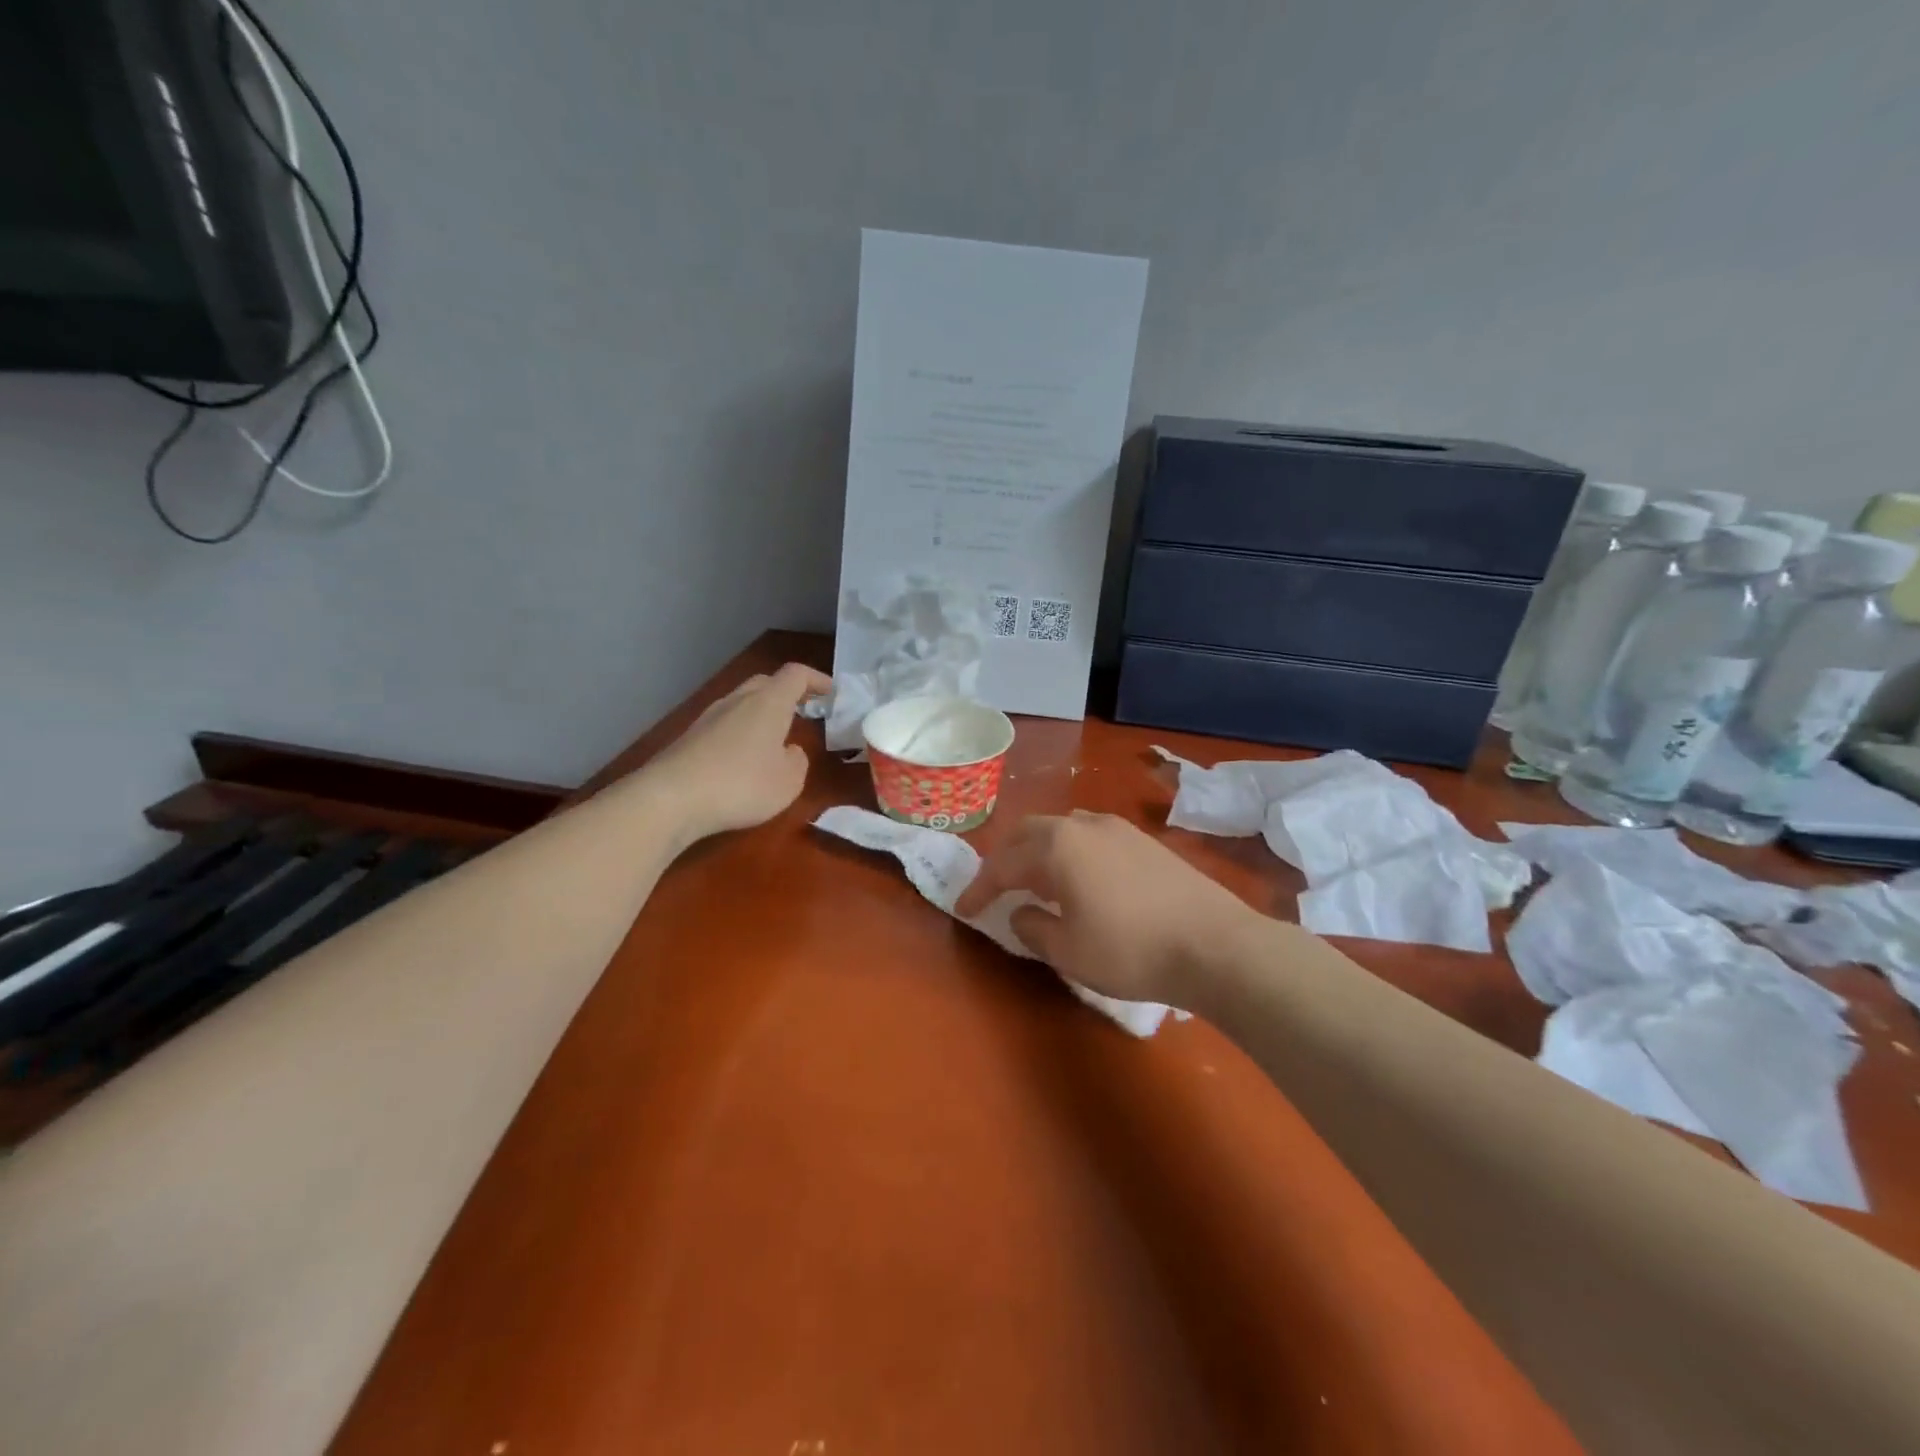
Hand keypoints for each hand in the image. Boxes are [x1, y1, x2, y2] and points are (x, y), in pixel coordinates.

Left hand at [639, 662, 832, 844]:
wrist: (671, 799)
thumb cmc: (741, 785)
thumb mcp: (789, 782)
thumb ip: (798, 761)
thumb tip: (789, 751)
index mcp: (768, 703)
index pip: (796, 675)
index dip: (817, 680)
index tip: (832, 693)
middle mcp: (738, 700)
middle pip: (766, 683)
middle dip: (788, 693)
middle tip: (805, 711)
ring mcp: (709, 716)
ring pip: (742, 702)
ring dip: (762, 713)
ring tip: (775, 737)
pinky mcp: (690, 737)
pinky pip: (725, 724)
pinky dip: (741, 731)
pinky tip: (743, 758)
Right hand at [954, 811, 1264, 1006]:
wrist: (1214, 944)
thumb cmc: (1130, 949)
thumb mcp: (1068, 951)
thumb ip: (1033, 928)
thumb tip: (1021, 914)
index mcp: (1057, 846)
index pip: (1003, 864)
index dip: (980, 888)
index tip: (964, 909)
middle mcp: (1083, 825)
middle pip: (1030, 832)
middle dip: (1006, 858)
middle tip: (996, 887)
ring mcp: (1118, 828)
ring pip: (1062, 828)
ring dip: (1040, 851)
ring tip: (1037, 881)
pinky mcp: (1144, 841)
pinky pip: (1090, 836)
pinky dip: (1070, 852)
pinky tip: (1081, 880)